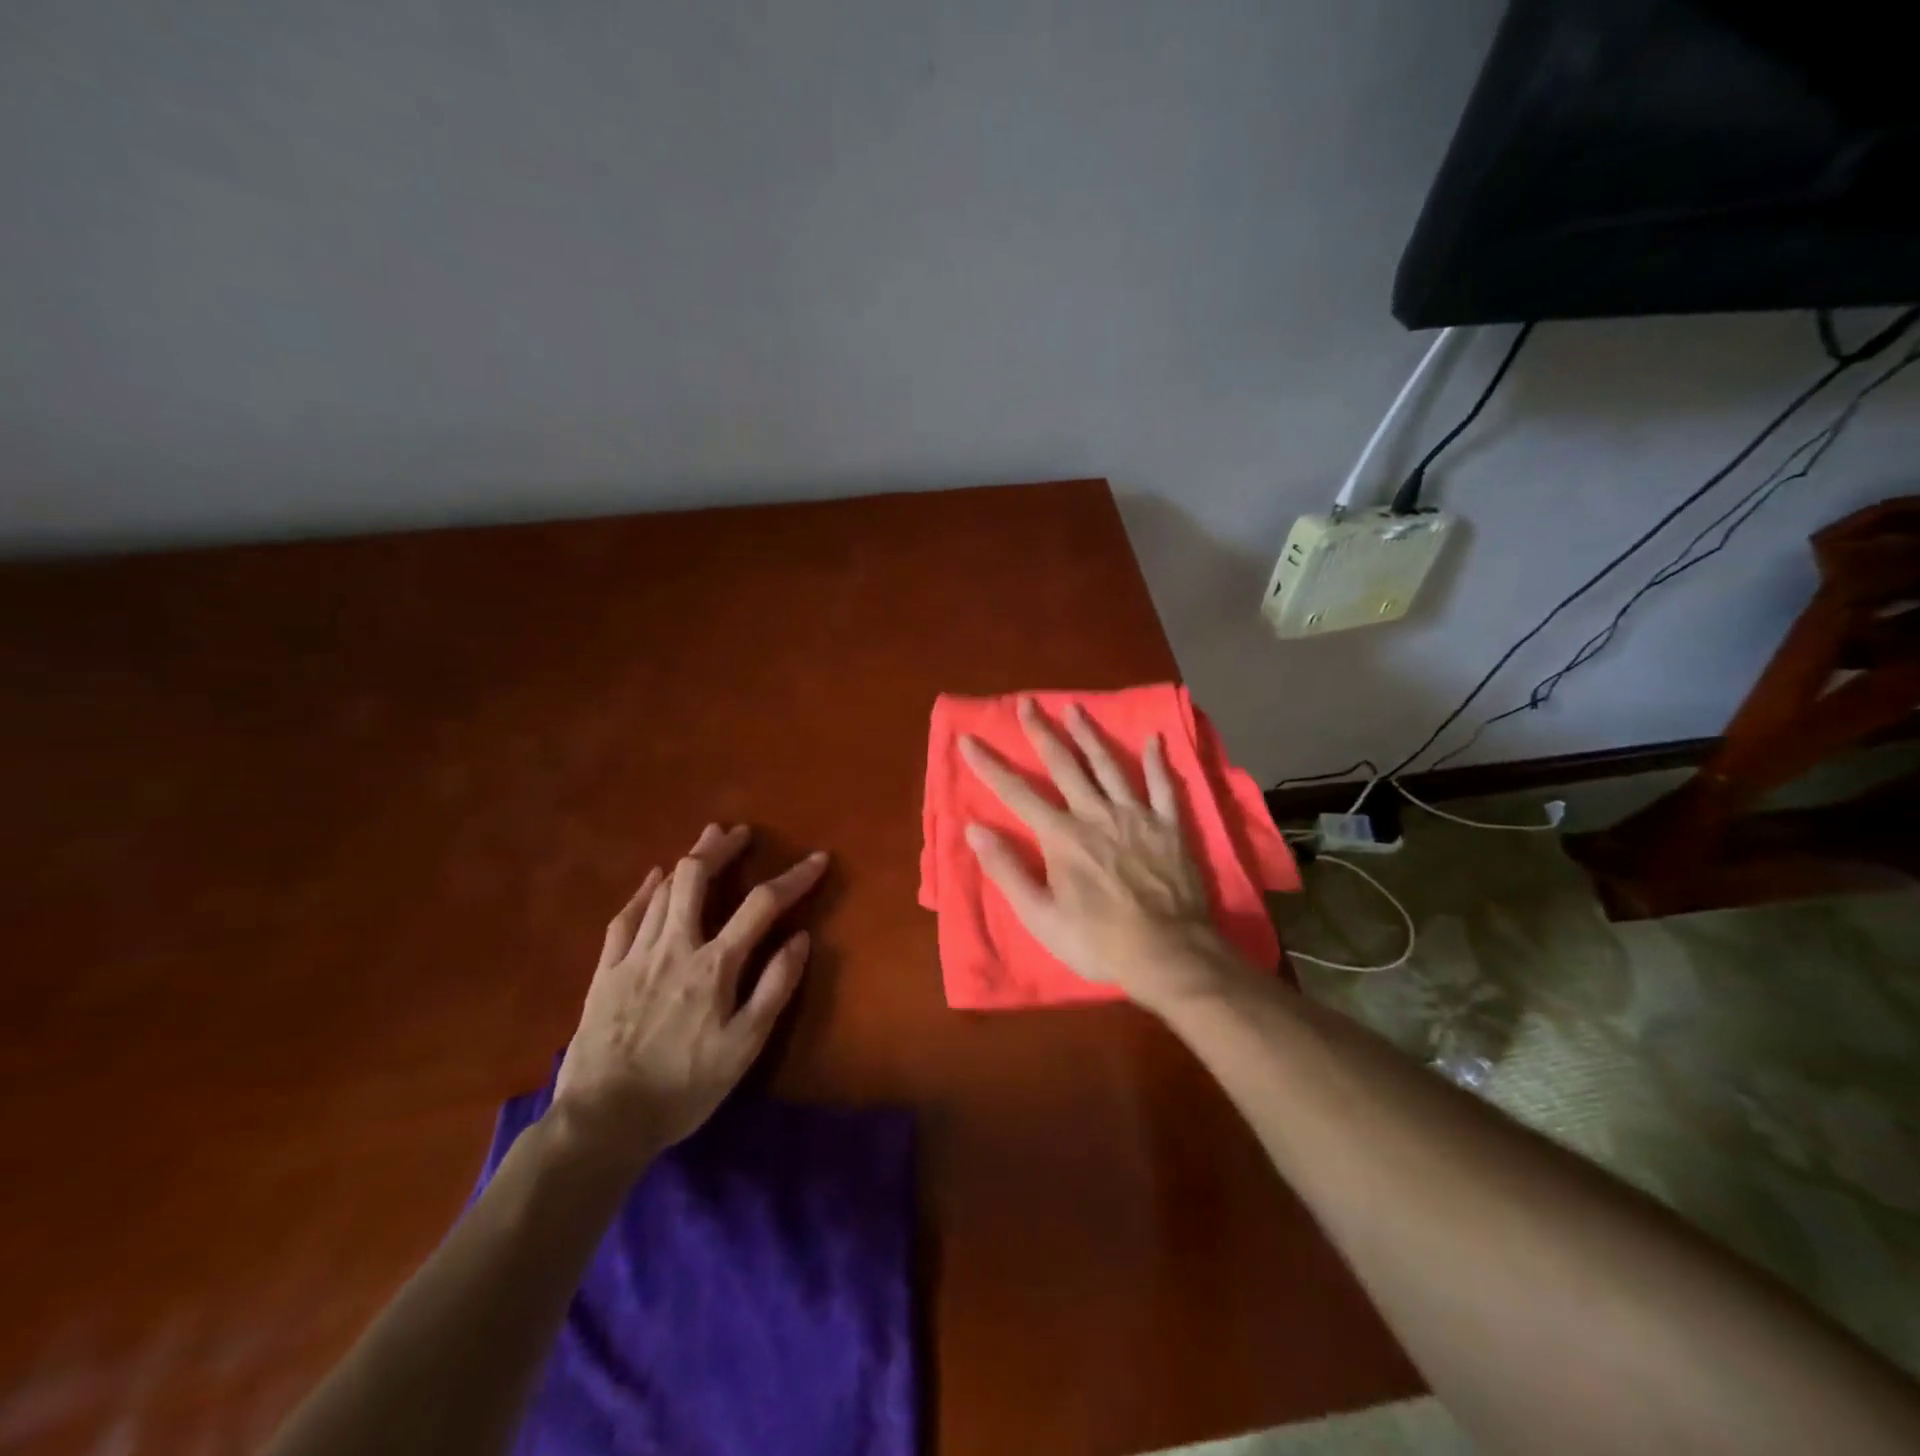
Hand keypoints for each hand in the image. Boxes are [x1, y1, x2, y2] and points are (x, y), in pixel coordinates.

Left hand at [551, 824, 827, 1170]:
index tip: (818, 858)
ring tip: (706, 840)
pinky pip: (625, 918)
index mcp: (714, 965)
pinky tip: (653, 879)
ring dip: (688, 860)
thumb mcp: (745, 1047)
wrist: (603, 1121)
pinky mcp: (606, 971)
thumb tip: (801, 938)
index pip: (762, 905)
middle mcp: (675, 946)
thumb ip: (775, 988)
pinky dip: (644, 892)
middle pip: (697, 878)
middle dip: (722, 848)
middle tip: (740, 833)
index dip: (794, 877)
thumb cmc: (684, 1086)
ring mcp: (635, 955)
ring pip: (663, 890)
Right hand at [959, 698, 1244, 1014]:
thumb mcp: (1040, 916)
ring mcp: (1135, 816)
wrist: (1167, 953)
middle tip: (1026, 703)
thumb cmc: (1097, 940)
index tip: (969, 739)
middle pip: (1064, 765)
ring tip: (1075, 708)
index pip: (1016, 793)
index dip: (989, 765)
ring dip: (1089, 735)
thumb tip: (975, 829)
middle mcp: (1095, 814)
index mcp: (1062, 836)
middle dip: (1041, 732)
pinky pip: (1163, 786)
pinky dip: (1157, 762)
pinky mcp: (1169, 826)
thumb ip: (1008, 870)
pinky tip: (1153, 740)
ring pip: (1108, 765)